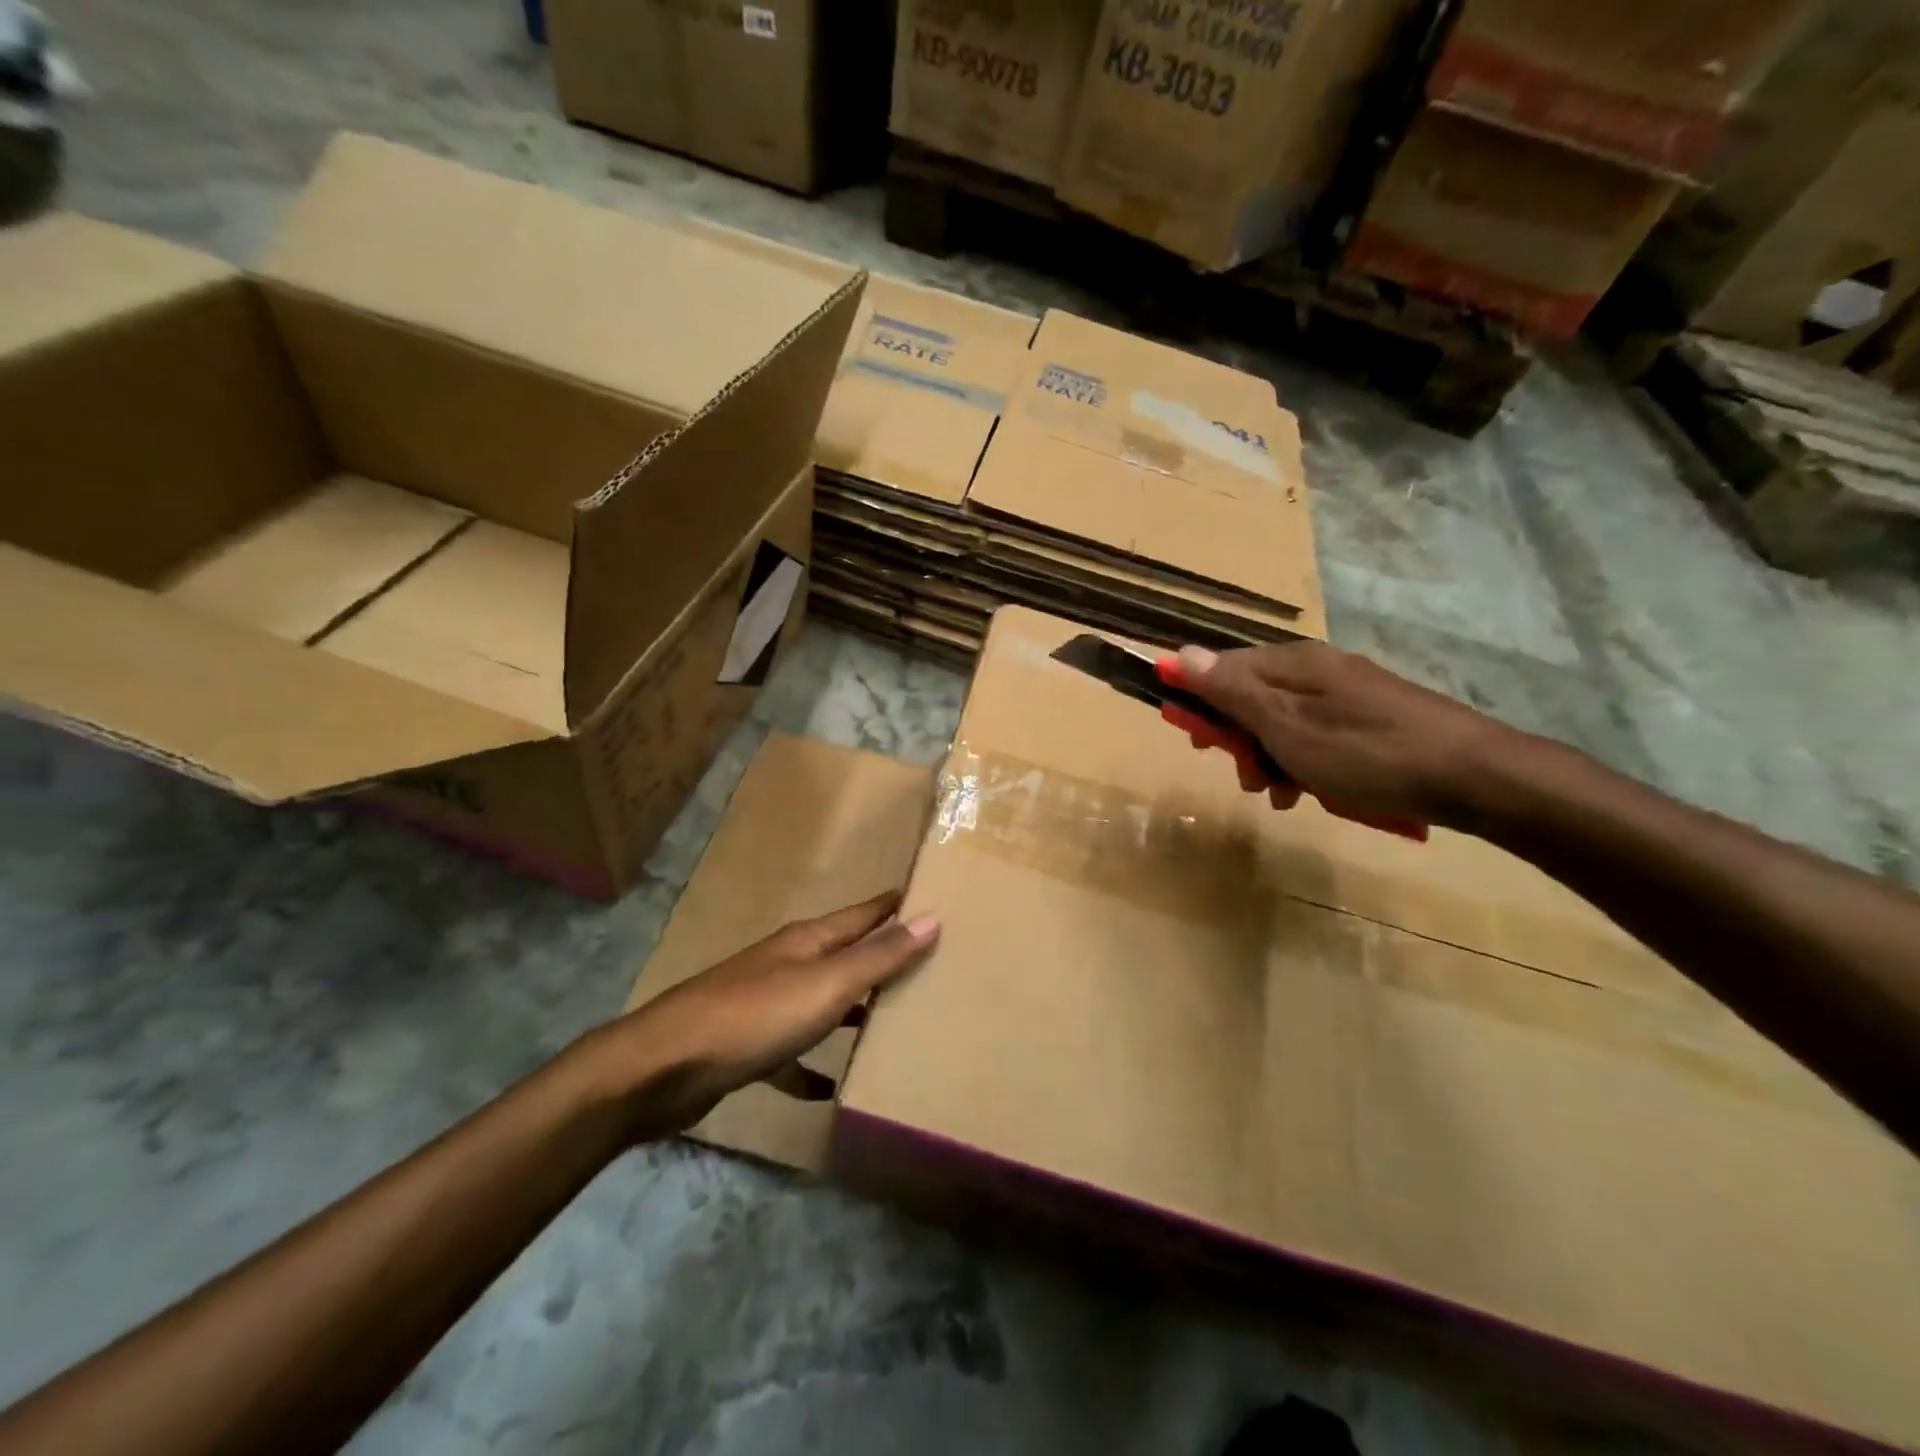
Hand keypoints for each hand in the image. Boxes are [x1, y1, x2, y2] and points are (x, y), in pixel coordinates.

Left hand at [579, 893, 939, 1143]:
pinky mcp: (747, 1045)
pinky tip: (827, 1089)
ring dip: (851, 1011)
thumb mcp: (826, 985)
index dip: (896, 905)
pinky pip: (791, 1053)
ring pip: (821, 1001)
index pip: (864, 914)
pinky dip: (809, 1067)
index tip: (931, 897)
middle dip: (881, 959)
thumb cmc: (754, 1016)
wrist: (664, 1067)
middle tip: (928, 966)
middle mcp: (788, 964)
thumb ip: (878, 957)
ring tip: (890, 1024)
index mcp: (808, 941)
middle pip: (844, 955)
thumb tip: (931, 918)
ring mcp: (764, 1003)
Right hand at [1174, 643, 1515, 828]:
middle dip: (1237, 739)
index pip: (1222, 667)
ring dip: (1268, 759)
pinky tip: (1308, 793)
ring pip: (1281, 722)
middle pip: (1250, 696)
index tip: (1194, 741)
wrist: (1472, 777)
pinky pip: (1314, 736)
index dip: (1198, 701)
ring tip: (1279, 794)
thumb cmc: (1365, 753)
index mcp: (1292, 664)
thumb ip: (1232, 691)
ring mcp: (1346, 694)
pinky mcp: (1369, 719)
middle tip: (1246, 777)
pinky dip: (1302, 764)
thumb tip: (1180, 653)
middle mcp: (1316, 669)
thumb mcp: (1286, 726)